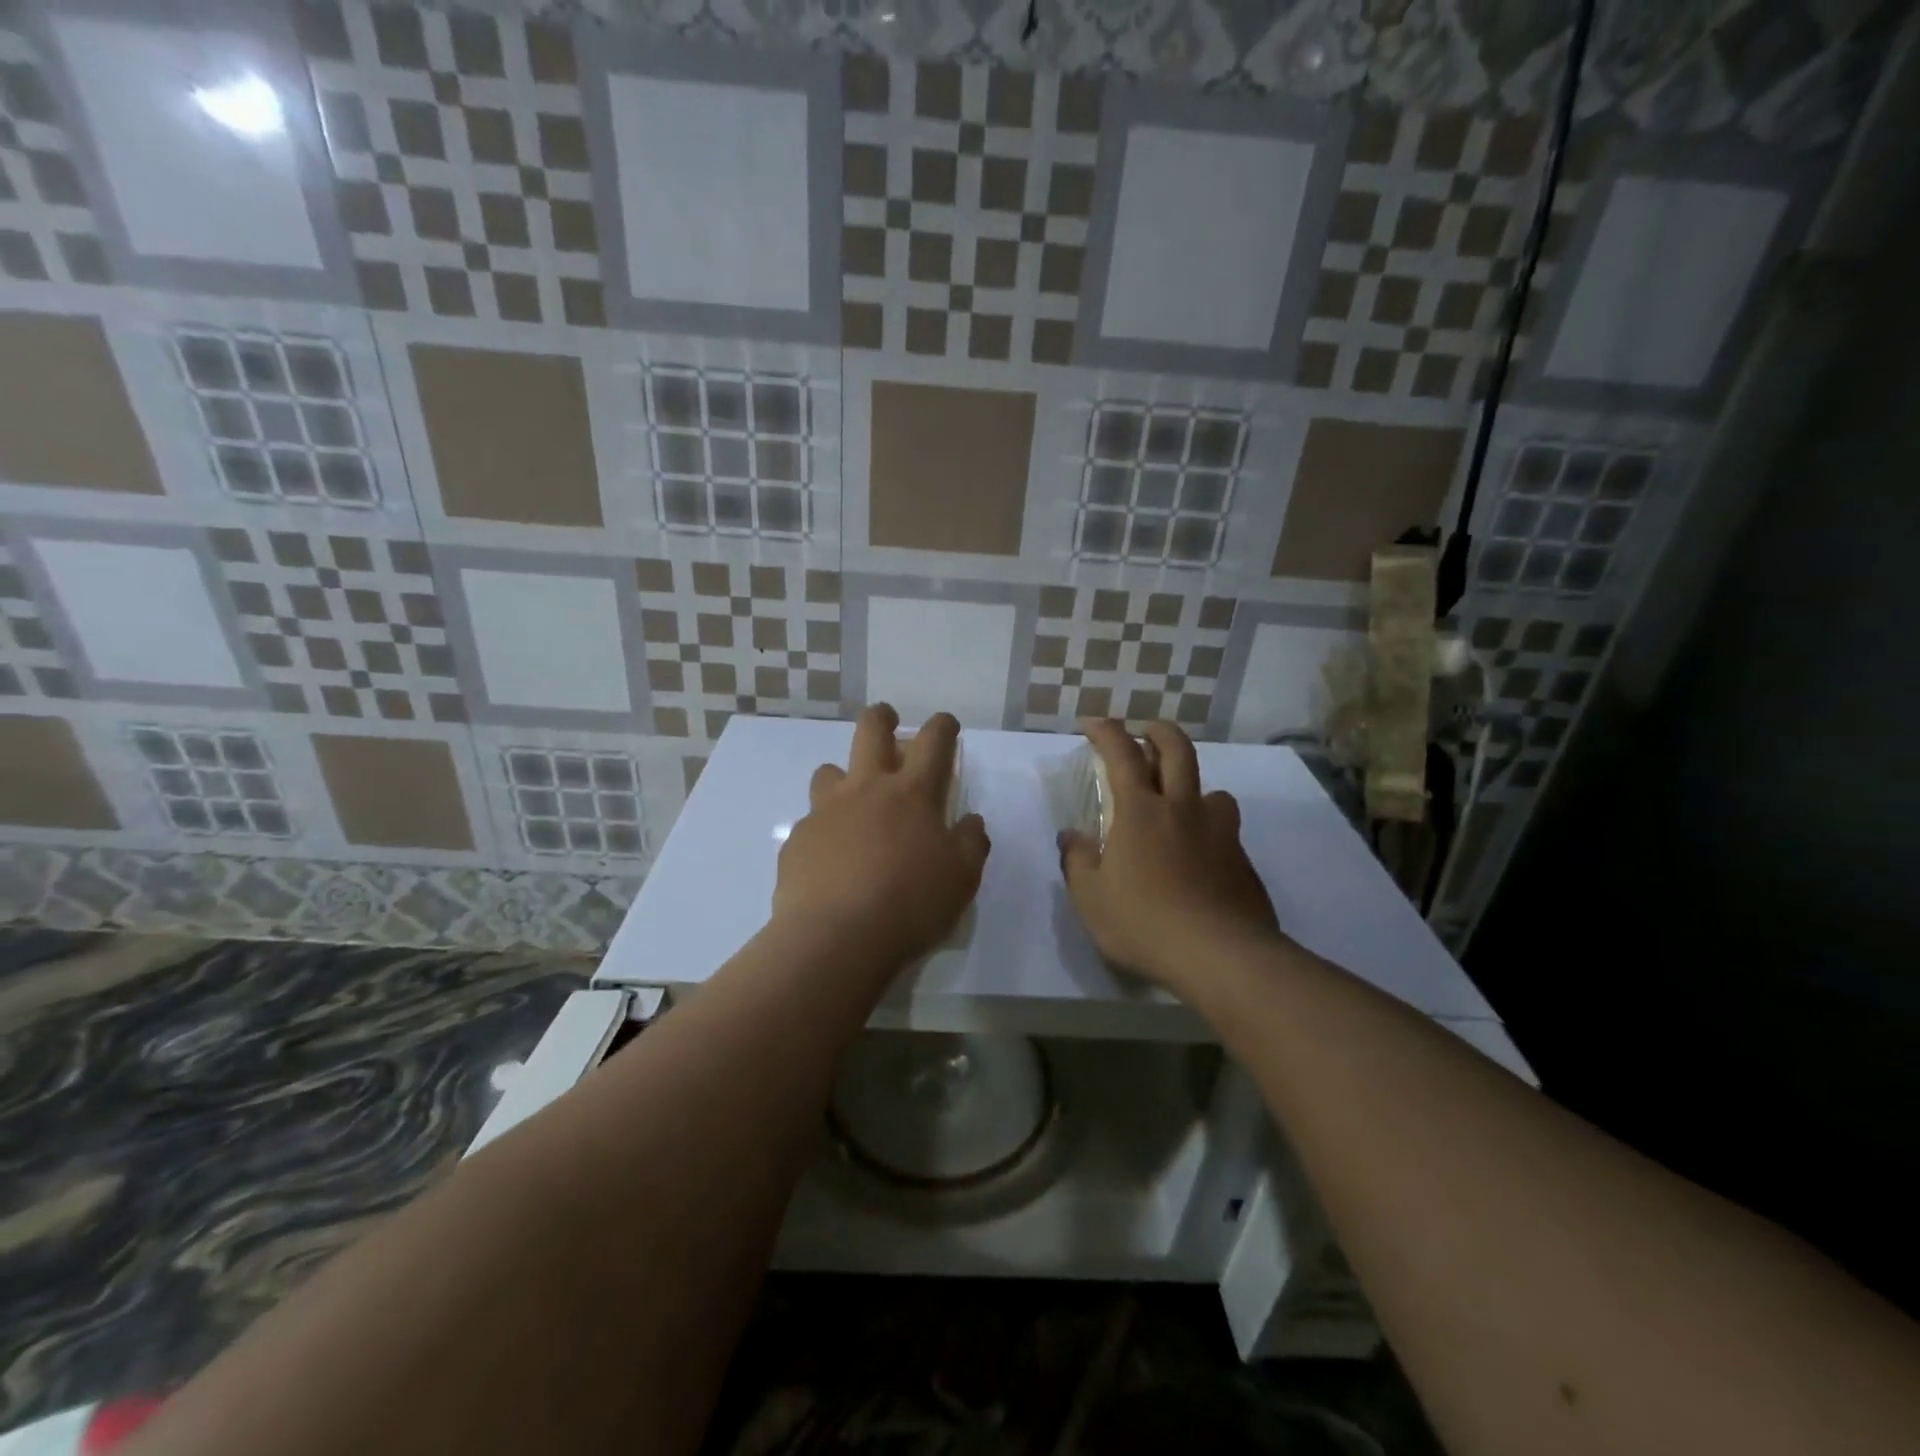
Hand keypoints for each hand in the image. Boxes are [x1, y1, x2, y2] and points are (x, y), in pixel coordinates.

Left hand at [773, 704, 990, 970]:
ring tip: (851, 802)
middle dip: (882, 718)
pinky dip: (824, 831)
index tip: (946, 724)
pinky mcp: (797, 840)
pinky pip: (810, 822)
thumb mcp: (961, 878)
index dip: (942, 726)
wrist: (836, 938)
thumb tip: (971, 822)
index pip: (933, 742)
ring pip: (829, 771)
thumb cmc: (910, 904)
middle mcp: (866, 790)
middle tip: (888, 722)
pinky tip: (830, 860)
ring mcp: (825, 812)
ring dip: (843, 777)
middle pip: (871, 730)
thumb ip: (971, 843)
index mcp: (912, 794)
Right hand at [1058, 721, 1279, 995]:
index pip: (1121, 753)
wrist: (1220, 956)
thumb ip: (1077, 860)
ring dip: (1194, 787)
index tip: (1092, 723)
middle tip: (1146, 731)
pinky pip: (1226, 831)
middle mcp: (1183, 809)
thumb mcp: (1090, 898)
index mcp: (1141, 811)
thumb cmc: (1143, 923)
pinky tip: (1202, 858)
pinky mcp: (1242, 860)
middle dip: (1159, 731)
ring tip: (1182, 805)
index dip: (1106, 731)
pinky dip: (1209, 830)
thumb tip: (1071, 835)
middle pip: (1178, 749)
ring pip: (1213, 790)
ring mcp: (1219, 832)